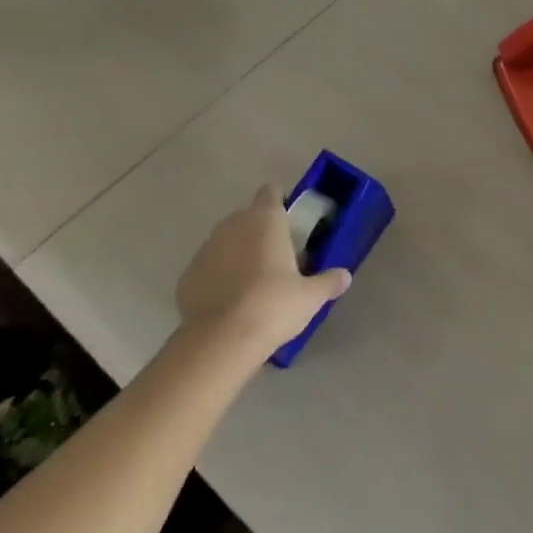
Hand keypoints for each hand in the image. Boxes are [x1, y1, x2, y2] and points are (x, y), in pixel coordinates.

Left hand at [175, 186, 351, 359]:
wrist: (222, 340)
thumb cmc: (273, 305)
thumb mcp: (311, 297)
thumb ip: (329, 281)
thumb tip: (345, 276)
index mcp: (265, 220)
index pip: (271, 192)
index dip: (281, 204)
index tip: (290, 225)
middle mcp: (232, 225)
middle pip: (247, 217)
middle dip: (260, 232)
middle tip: (278, 260)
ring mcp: (205, 249)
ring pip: (226, 242)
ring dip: (238, 254)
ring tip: (253, 285)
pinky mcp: (187, 275)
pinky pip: (208, 268)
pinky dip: (218, 278)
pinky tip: (229, 303)